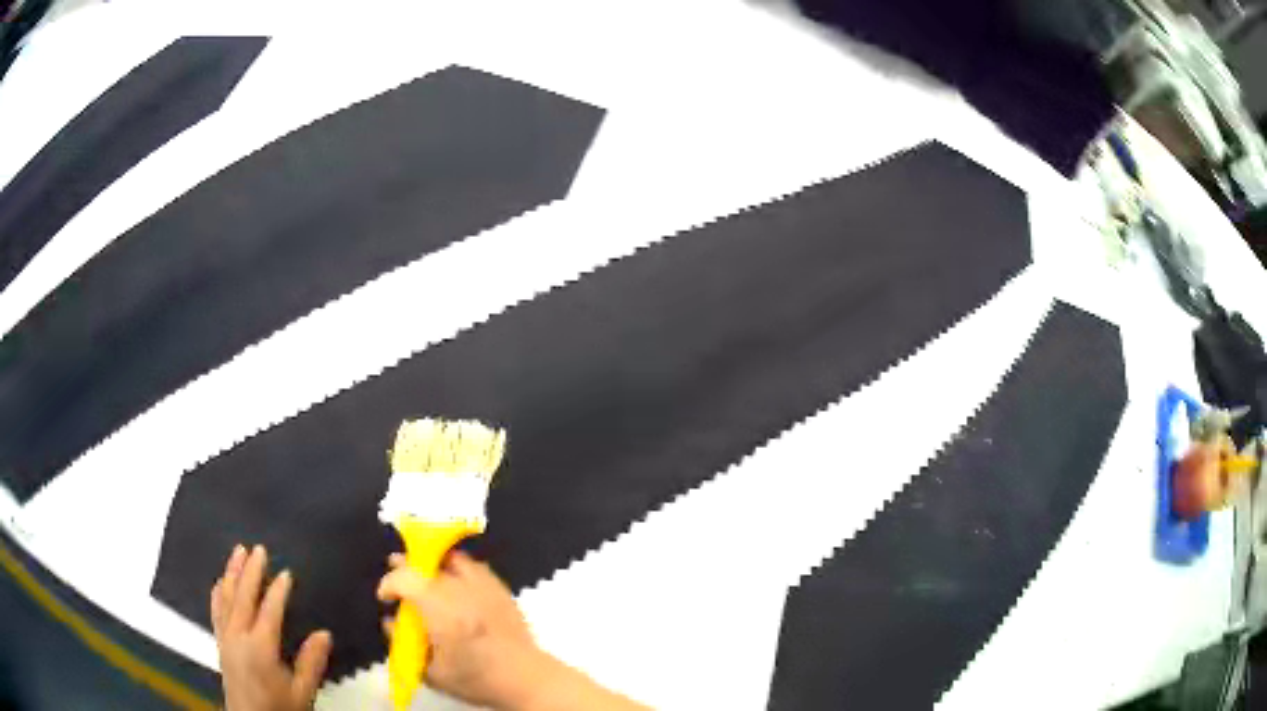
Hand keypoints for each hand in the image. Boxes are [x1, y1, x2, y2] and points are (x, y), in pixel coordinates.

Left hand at [211, 545, 332, 710]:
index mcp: (261, 648)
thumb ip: (311, 663)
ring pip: (225, 598)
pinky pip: (216, 611)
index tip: (287, 573)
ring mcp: (226, 638)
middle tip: (259, 549)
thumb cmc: (279, 708)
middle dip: (251, 571)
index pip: (269, 611)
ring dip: (231, 573)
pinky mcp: (220, 643)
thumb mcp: (302, 693)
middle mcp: (239, 637)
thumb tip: (324, 634)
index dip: (278, 591)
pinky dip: (217, 592)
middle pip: (243, 597)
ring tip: (238, 552)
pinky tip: (219, 581)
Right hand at [377, 551, 542, 708]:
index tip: (385, 597)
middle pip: (427, 564)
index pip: (406, 579)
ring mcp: (484, 587)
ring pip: (453, 558)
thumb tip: (390, 623)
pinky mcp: (501, 589)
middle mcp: (461, 591)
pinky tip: (454, 579)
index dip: (389, 583)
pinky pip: (475, 566)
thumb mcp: (433, 672)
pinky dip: (458, 567)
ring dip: (432, 561)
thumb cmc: (476, 679)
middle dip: (406, 565)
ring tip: (423, 570)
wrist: (526, 678)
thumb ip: (406, 645)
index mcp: (441, 611)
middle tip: (396, 570)